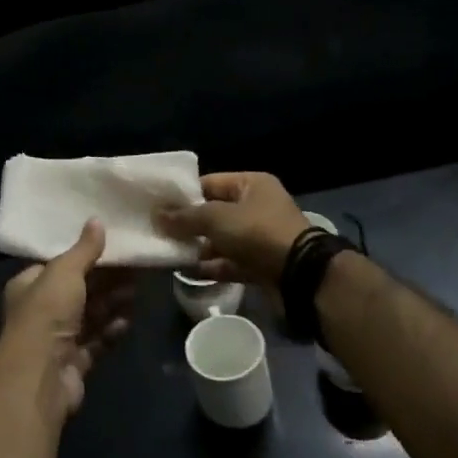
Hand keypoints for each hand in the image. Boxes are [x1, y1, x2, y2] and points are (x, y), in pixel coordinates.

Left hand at [0, 220, 134, 421]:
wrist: (41, 375)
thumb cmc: (47, 312)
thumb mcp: (65, 271)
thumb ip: (84, 249)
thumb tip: (97, 220)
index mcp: (29, 285)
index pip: (58, 266)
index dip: (84, 256)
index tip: (112, 246)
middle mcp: (41, 311)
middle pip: (79, 290)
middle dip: (106, 280)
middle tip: (135, 267)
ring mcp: (58, 339)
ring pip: (91, 316)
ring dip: (113, 303)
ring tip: (138, 290)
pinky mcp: (75, 363)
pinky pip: (98, 341)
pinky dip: (112, 330)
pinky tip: (129, 320)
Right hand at [156, 171, 310, 286]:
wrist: (300, 274)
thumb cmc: (257, 232)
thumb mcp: (217, 218)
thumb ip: (186, 217)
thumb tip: (157, 215)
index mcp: (251, 184)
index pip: (211, 183)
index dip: (185, 194)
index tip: (160, 206)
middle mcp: (257, 207)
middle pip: (216, 212)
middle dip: (190, 223)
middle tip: (161, 231)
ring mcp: (260, 237)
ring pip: (222, 239)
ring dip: (200, 246)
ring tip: (171, 252)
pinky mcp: (261, 263)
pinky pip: (231, 261)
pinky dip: (213, 266)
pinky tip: (189, 271)